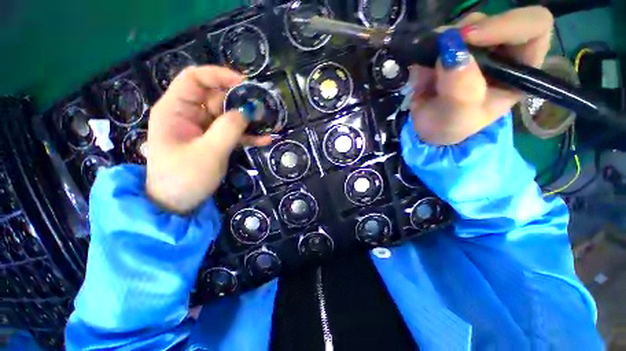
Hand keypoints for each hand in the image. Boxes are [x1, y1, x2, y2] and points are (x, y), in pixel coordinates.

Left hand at [146, 66, 271, 213]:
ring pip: (227, 116)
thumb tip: (249, 109)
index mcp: (176, 110)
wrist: (178, 205)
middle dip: (240, 102)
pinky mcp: (213, 142)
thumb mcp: (209, 152)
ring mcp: (202, 129)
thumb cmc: (185, 178)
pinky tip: (265, 139)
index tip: (245, 84)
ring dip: (248, 120)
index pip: (195, 79)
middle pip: (216, 97)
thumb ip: (229, 128)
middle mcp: (188, 115)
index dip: (219, 75)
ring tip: (269, 123)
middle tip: (263, 109)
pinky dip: (247, 135)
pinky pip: (232, 133)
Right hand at [409, 6, 553, 144]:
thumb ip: (461, 89)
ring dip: (443, 44)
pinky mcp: (452, 48)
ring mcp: (476, 47)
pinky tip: (423, 72)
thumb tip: (451, 52)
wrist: (428, 130)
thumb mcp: (459, 116)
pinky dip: (428, 50)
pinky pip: (441, 35)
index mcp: (520, 69)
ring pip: (465, 25)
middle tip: (443, 54)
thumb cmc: (451, 127)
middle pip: (495, 19)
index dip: (507, 24)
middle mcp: (503, 52)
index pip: (534, 26)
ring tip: (430, 73)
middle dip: (466, 35)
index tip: (470, 39)